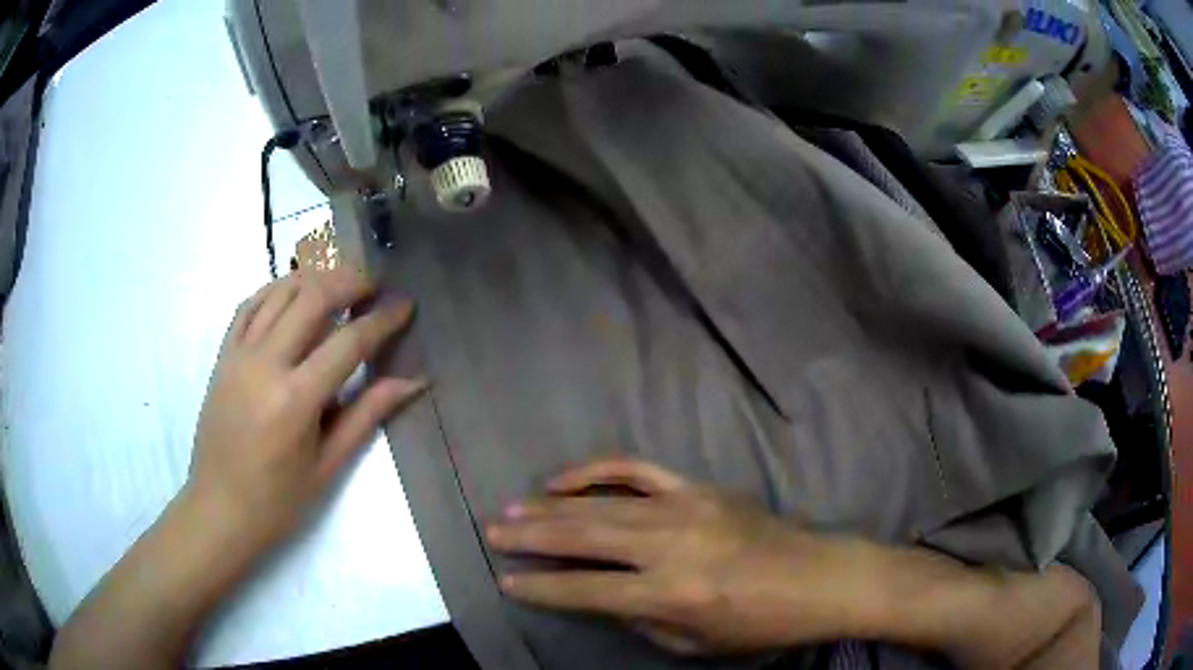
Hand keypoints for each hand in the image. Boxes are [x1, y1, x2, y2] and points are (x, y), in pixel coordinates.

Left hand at [187, 267, 425, 554]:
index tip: (405, 305)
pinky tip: (293, 291)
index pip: (348, 342)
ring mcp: (239, 354)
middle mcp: (265, 364)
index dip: (383, 319)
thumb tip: (413, 382)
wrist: (218, 509)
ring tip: (340, 282)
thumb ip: (367, 415)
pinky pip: (249, 305)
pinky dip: (275, 289)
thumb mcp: (327, 466)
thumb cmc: (277, 501)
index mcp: (296, 400)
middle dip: (350, 281)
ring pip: (279, 291)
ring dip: (314, 277)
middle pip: (312, 298)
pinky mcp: (223, 355)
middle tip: (374, 285)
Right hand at [486, 459, 865, 654]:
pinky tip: (566, 478)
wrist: (819, 578)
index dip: (542, 588)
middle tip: (493, 531)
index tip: (507, 581)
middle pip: (584, 537)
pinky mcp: (699, 487)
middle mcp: (671, 546)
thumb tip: (596, 595)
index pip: (586, 591)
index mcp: (671, 594)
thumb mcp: (695, 643)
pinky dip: (597, 470)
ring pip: (602, 503)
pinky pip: (638, 470)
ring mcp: (685, 508)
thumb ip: (639, 619)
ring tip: (514, 508)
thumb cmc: (760, 624)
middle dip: (531, 536)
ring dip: (551, 506)